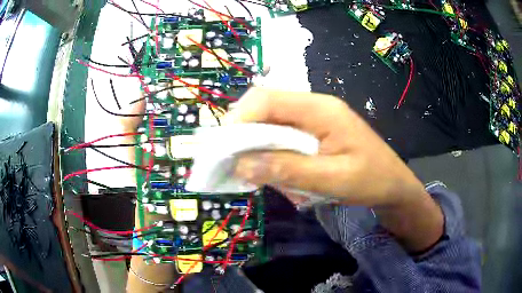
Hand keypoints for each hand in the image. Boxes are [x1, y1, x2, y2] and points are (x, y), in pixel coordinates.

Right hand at [226, 88, 442, 251]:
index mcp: (321, 109)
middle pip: (265, 106)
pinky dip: (271, 151)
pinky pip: (282, 134)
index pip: (267, 100)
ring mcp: (314, 117)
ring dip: (258, 145)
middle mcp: (314, 106)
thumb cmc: (371, 180)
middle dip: (244, 133)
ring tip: (260, 172)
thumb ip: (288, 170)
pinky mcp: (314, 131)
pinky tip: (278, 171)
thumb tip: (241, 165)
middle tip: (236, 163)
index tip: (225, 149)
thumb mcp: (332, 180)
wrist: (393, 185)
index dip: (240, 119)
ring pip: (270, 121)